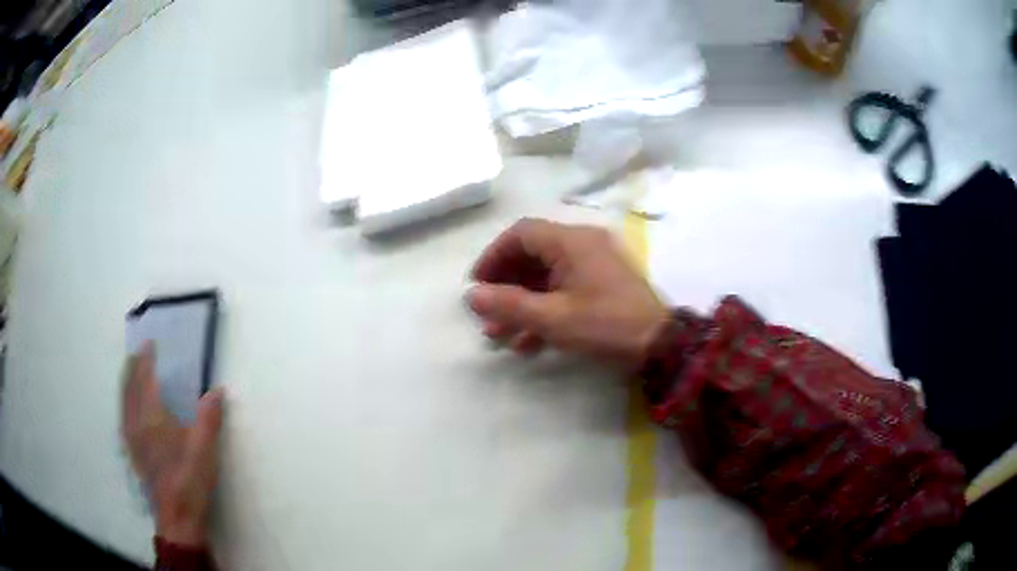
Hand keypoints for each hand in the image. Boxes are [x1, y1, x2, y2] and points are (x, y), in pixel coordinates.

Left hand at [121, 343, 223, 547]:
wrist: (177, 516)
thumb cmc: (189, 479)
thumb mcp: (205, 449)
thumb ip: (209, 417)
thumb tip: (217, 390)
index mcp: (152, 417)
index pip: (145, 379)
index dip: (146, 359)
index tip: (149, 344)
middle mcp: (136, 422)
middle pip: (129, 387)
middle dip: (132, 367)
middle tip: (138, 354)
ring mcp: (132, 438)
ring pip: (123, 402)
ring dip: (126, 383)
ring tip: (131, 374)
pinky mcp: (133, 452)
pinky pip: (123, 417)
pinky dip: (125, 403)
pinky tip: (129, 410)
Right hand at [468, 218, 667, 369]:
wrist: (660, 345)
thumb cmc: (606, 325)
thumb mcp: (553, 318)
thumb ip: (509, 305)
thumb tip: (472, 296)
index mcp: (571, 241)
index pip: (521, 234)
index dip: (493, 256)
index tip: (477, 284)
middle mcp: (582, 244)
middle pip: (531, 255)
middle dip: (505, 286)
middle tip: (486, 312)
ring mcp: (594, 265)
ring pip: (546, 277)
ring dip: (521, 304)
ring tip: (499, 336)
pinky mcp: (602, 285)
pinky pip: (564, 289)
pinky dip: (543, 311)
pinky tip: (528, 343)